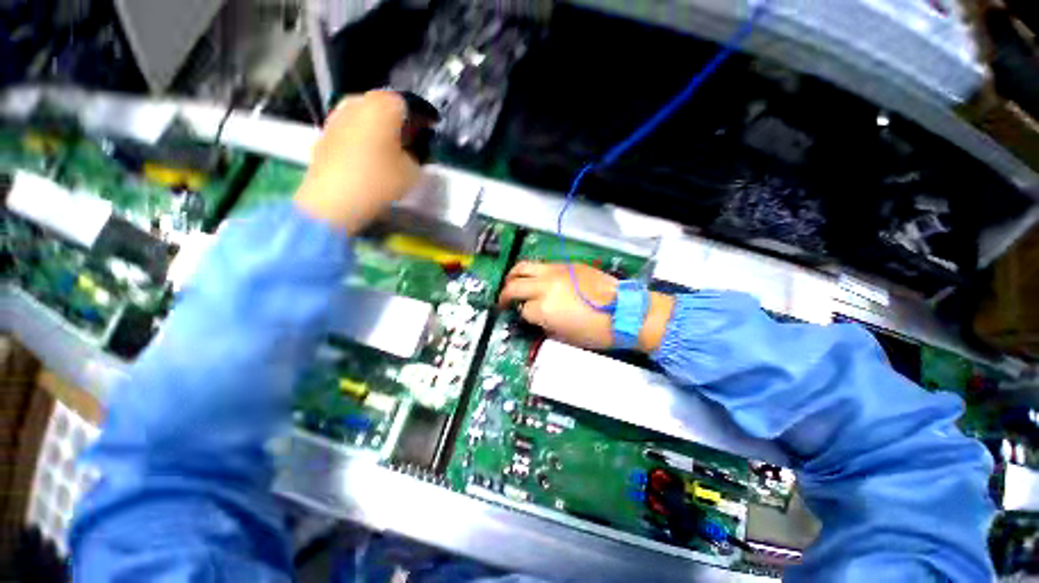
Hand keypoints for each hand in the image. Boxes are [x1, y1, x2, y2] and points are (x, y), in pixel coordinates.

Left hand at [295, 91, 420, 233]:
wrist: (334, 197)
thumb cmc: (379, 180)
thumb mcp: (413, 171)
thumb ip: (417, 154)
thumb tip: (413, 148)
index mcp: (384, 105)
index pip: (410, 104)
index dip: (424, 117)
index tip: (430, 130)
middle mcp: (359, 101)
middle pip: (386, 105)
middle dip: (400, 120)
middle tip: (412, 138)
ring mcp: (338, 114)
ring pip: (367, 115)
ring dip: (380, 127)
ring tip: (391, 147)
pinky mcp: (326, 131)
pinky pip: (352, 127)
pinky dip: (363, 135)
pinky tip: (370, 154)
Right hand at [498, 261, 674, 351]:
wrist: (624, 311)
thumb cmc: (595, 331)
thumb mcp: (564, 336)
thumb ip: (544, 324)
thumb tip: (536, 317)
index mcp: (544, 308)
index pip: (523, 310)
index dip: (523, 317)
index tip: (526, 319)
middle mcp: (544, 286)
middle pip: (514, 286)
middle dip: (505, 295)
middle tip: (504, 302)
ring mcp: (554, 271)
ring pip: (523, 267)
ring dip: (513, 276)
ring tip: (512, 283)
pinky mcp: (566, 264)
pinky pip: (542, 265)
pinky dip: (533, 272)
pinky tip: (536, 279)